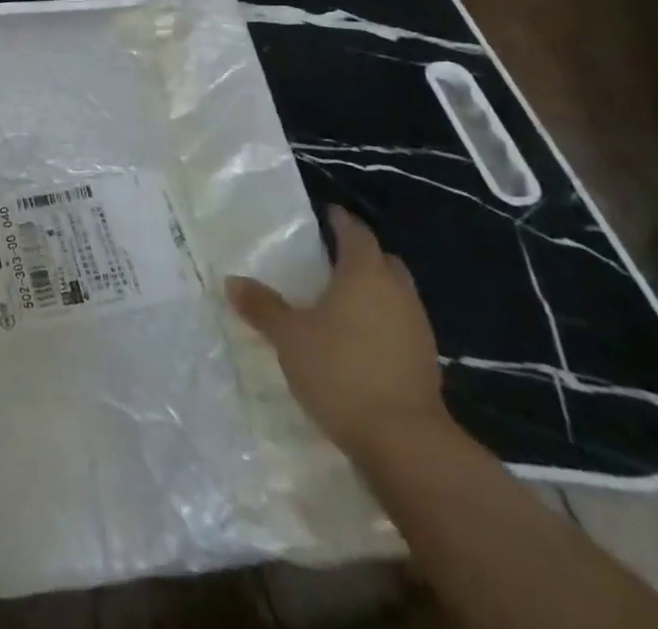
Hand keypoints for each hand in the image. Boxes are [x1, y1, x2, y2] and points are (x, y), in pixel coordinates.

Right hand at [225, 205, 448, 459]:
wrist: (406, 443)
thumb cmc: (341, 371)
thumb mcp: (289, 337)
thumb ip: (262, 307)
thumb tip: (232, 281)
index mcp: (364, 273)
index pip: (356, 233)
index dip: (340, 221)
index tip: (327, 215)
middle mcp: (396, 292)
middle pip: (383, 260)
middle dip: (362, 254)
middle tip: (332, 257)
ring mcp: (417, 328)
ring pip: (396, 293)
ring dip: (375, 290)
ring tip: (342, 300)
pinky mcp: (425, 362)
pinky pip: (402, 325)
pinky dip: (383, 321)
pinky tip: (360, 339)